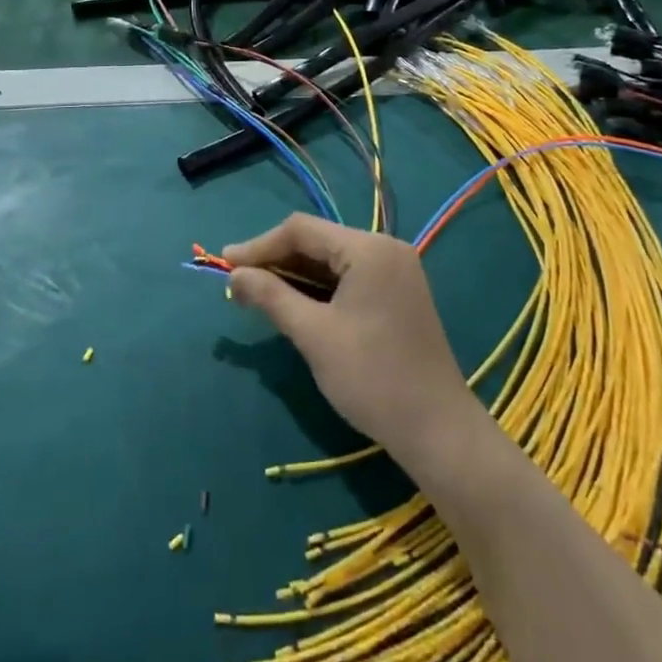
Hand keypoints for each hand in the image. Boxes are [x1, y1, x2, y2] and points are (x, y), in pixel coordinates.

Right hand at [225, 214, 481, 465]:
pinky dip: (318, 289)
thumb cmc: (372, 377)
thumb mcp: (313, 335)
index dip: (259, 245)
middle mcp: (385, 249)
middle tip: (237, 282)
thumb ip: (271, 297)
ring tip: (256, 293)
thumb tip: (233, 275)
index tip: (224, 265)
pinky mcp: (397, 295)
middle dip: (275, 260)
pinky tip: (293, 303)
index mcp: (368, 249)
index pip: (302, 230)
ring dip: (295, 276)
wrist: (437, 431)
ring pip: (332, 261)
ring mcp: (395, 272)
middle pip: (318, 242)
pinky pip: (348, 278)